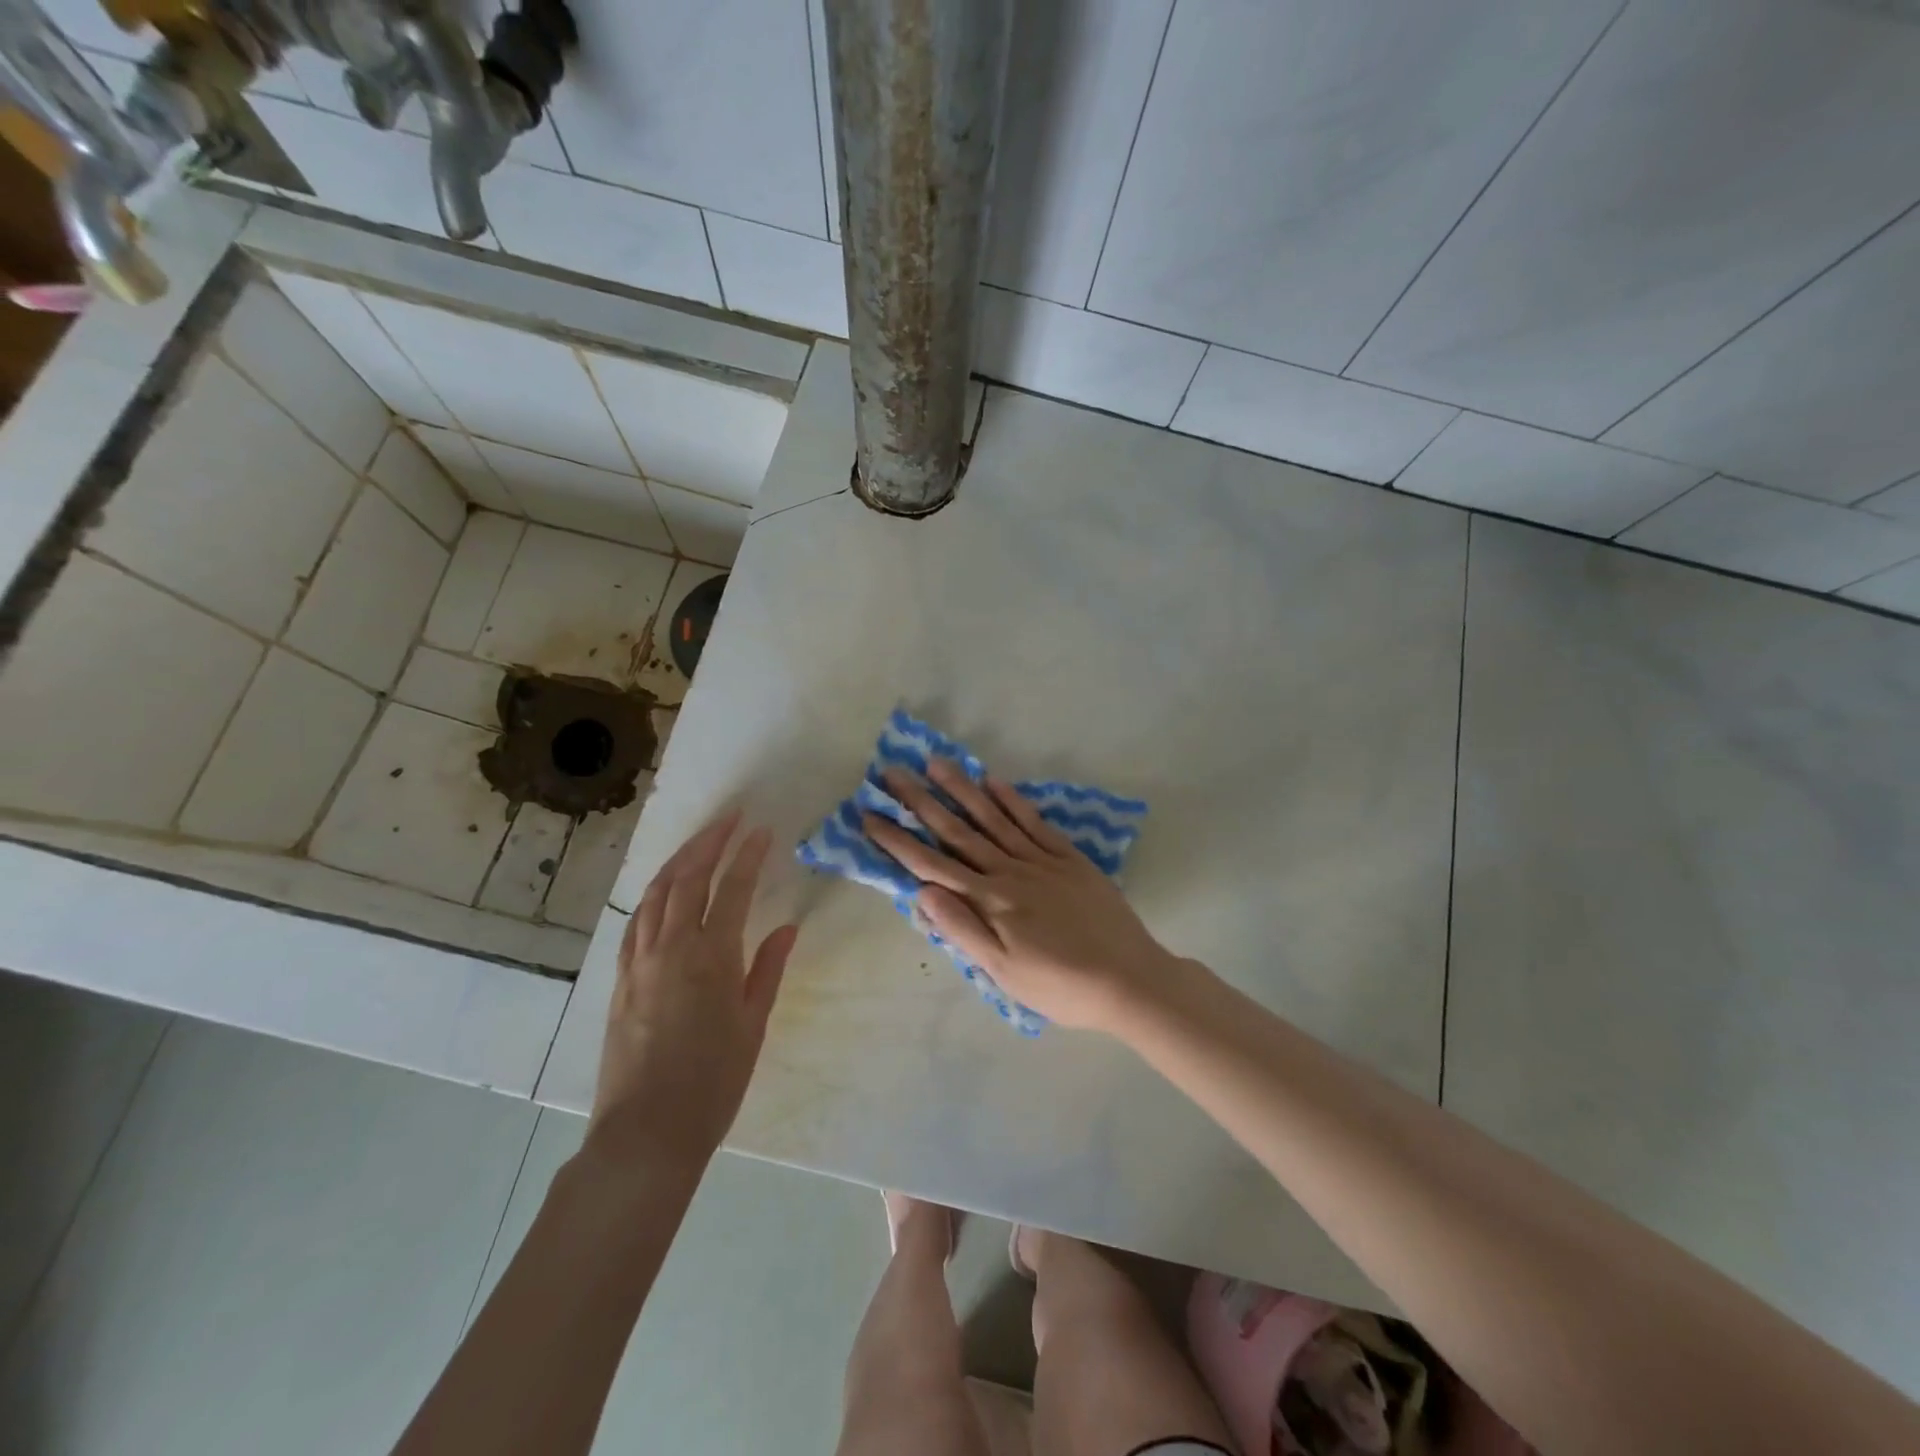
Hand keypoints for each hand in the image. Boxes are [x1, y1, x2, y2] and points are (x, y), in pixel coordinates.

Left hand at [588, 812, 798, 1170]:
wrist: (646, 1132)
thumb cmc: (713, 1082)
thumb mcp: (752, 1025)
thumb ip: (767, 969)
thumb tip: (785, 928)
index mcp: (711, 957)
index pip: (731, 889)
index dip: (748, 856)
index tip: (762, 831)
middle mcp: (671, 947)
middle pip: (688, 878)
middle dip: (710, 842)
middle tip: (731, 818)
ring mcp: (640, 961)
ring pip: (657, 893)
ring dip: (679, 860)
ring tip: (700, 841)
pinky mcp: (622, 978)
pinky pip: (636, 921)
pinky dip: (653, 895)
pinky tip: (663, 890)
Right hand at [863, 760, 1179, 1033]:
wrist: (1129, 979)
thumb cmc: (1060, 985)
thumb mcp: (1004, 972)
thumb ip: (962, 929)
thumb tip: (921, 891)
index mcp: (989, 901)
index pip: (931, 864)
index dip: (897, 839)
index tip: (869, 814)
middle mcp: (1009, 871)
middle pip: (957, 830)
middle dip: (921, 800)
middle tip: (892, 771)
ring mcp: (1041, 859)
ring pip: (993, 817)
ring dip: (962, 788)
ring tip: (936, 762)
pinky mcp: (1069, 857)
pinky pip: (1034, 822)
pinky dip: (1012, 800)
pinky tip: (994, 780)